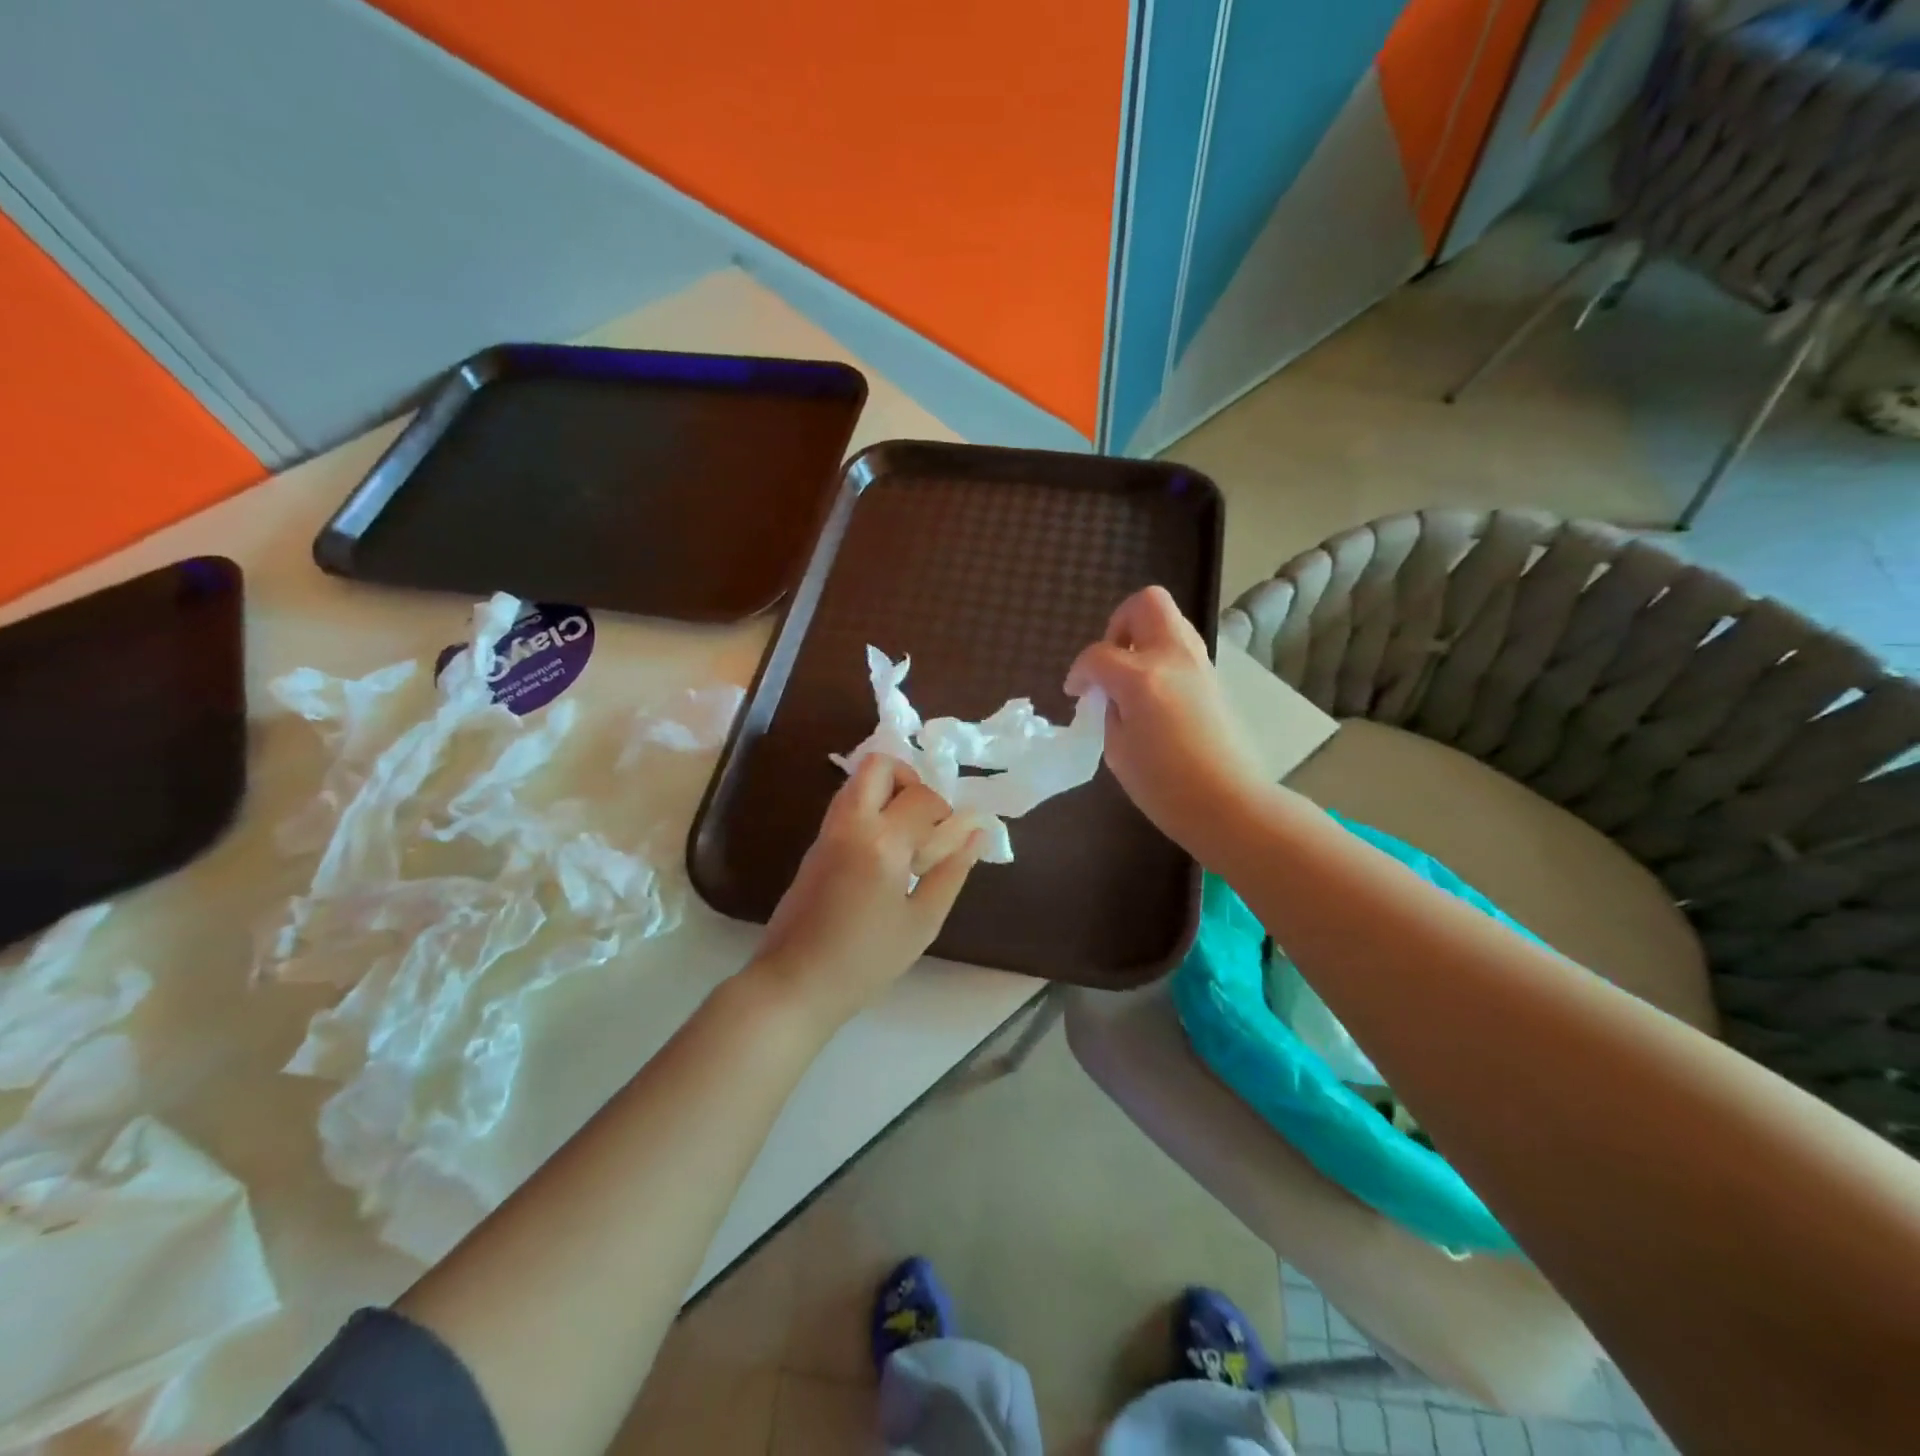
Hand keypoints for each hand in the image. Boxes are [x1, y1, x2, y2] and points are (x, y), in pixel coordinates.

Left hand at [748, 754, 984, 1033]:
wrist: (794, 984)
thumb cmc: (865, 961)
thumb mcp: (922, 922)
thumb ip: (952, 872)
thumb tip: (977, 832)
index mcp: (882, 841)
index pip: (923, 797)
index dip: (945, 815)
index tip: (948, 847)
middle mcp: (851, 823)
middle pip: (878, 765)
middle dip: (910, 780)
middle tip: (923, 821)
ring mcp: (827, 832)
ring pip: (858, 782)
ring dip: (888, 794)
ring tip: (907, 840)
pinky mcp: (814, 846)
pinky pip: (847, 807)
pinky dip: (871, 811)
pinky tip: (884, 856)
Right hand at [1065, 586, 1267, 854]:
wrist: (1230, 804)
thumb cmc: (1165, 787)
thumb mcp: (1118, 750)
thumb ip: (1110, 710)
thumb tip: (1112, 695)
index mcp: (1141, 678)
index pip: (1098, 655)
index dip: (1079, 672)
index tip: (1076, 693)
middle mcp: (1173, 657)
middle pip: (1146, 603)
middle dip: (1119, 624)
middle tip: (1109, 662)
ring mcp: (1199, 664)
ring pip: (1169, 620)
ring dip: (1142, 638)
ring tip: (1129, 677)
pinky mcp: (1214, 678)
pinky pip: (1182, 646)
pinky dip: (1161, 656)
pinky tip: (1152, 693)